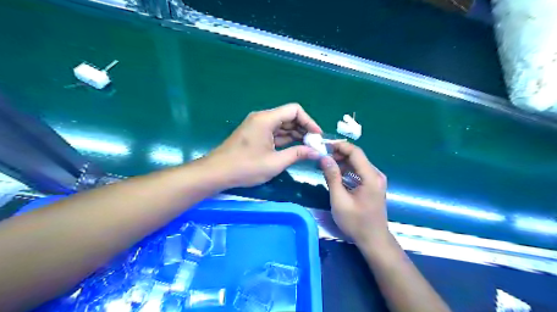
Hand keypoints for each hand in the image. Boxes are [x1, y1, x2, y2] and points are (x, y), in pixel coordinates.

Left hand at [204, 104, 321, 186]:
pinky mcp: (255, 134)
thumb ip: (297, 154)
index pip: (294, 110)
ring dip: (295, 134)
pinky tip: (295, 148)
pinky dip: (285, 139)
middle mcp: (262, 118)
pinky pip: (274, 132)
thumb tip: (316, 152)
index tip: (317, 136)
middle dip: (304, 129)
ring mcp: (257, 126)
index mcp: (266, 119)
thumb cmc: (245, 167)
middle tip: (315, 144)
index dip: (309, 121)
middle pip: (289, 116)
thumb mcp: (275, 162)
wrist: (217, 173)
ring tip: (308, 148)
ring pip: (282, 125)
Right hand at [320, 142, 387, 246]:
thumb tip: (324, 158)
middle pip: (356, 156)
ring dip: (341, 162)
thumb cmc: (356, 222)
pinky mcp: (372, 185)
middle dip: (338, 154)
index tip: (324, 145)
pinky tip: (335, 174)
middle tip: (321, 156)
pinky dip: (346, 170)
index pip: (355, 152)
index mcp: (370, 177)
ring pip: (357, 164)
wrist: (373, 240)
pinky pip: (358, 172)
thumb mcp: (339, 200)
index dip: (339, 146)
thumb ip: (332, 177)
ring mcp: (376, 180)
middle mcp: (376, 175)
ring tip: (325, 165)